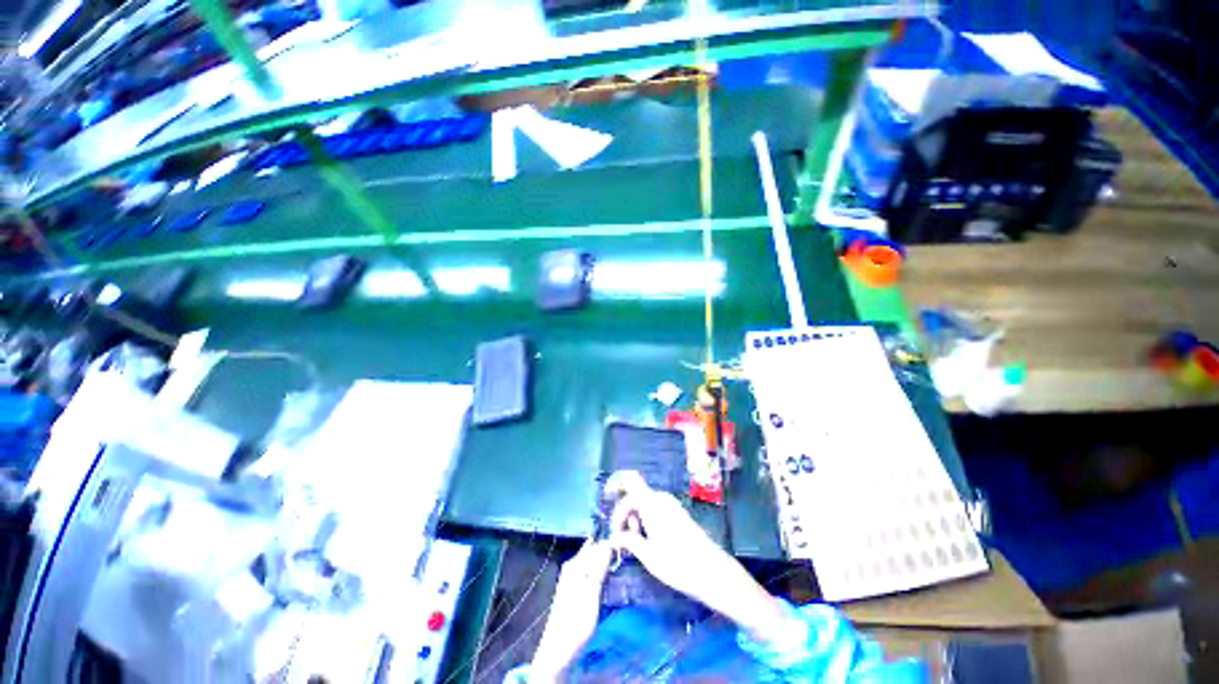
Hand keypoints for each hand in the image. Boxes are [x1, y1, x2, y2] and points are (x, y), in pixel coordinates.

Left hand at [530, 541, 613, 680]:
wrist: (560, 649)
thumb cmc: (577, 620)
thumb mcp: (592, 592)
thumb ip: (599, 567)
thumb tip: (608, 545)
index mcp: (575, 563)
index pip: (597, 544)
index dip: (611, 545)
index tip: (625, 550)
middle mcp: (572, 566)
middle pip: (594, 551)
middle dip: (608, 553)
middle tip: (624, 559)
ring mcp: (572, 577)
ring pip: (593, 562)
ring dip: (605, 564)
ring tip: (618, 569)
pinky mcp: (575, 588)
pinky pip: (590, 572)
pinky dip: (600, 573)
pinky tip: (608, 580)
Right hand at [604, 470, 724, 601]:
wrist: (712, 571)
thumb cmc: (678, 564)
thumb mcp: (648, 555)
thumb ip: (629, 541)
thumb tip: (614, 537)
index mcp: (652, 503)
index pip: (628, 485)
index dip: (617, 502)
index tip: (613, 530)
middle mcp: (661, 498)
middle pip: (635, 493)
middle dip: (625, 512)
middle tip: (624, 538)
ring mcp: (671, 504)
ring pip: (644, 502)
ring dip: (635, 517)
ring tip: (637, 543)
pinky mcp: (677, 513)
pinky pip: (654, 508)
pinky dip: (646, 519)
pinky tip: (649, 540)